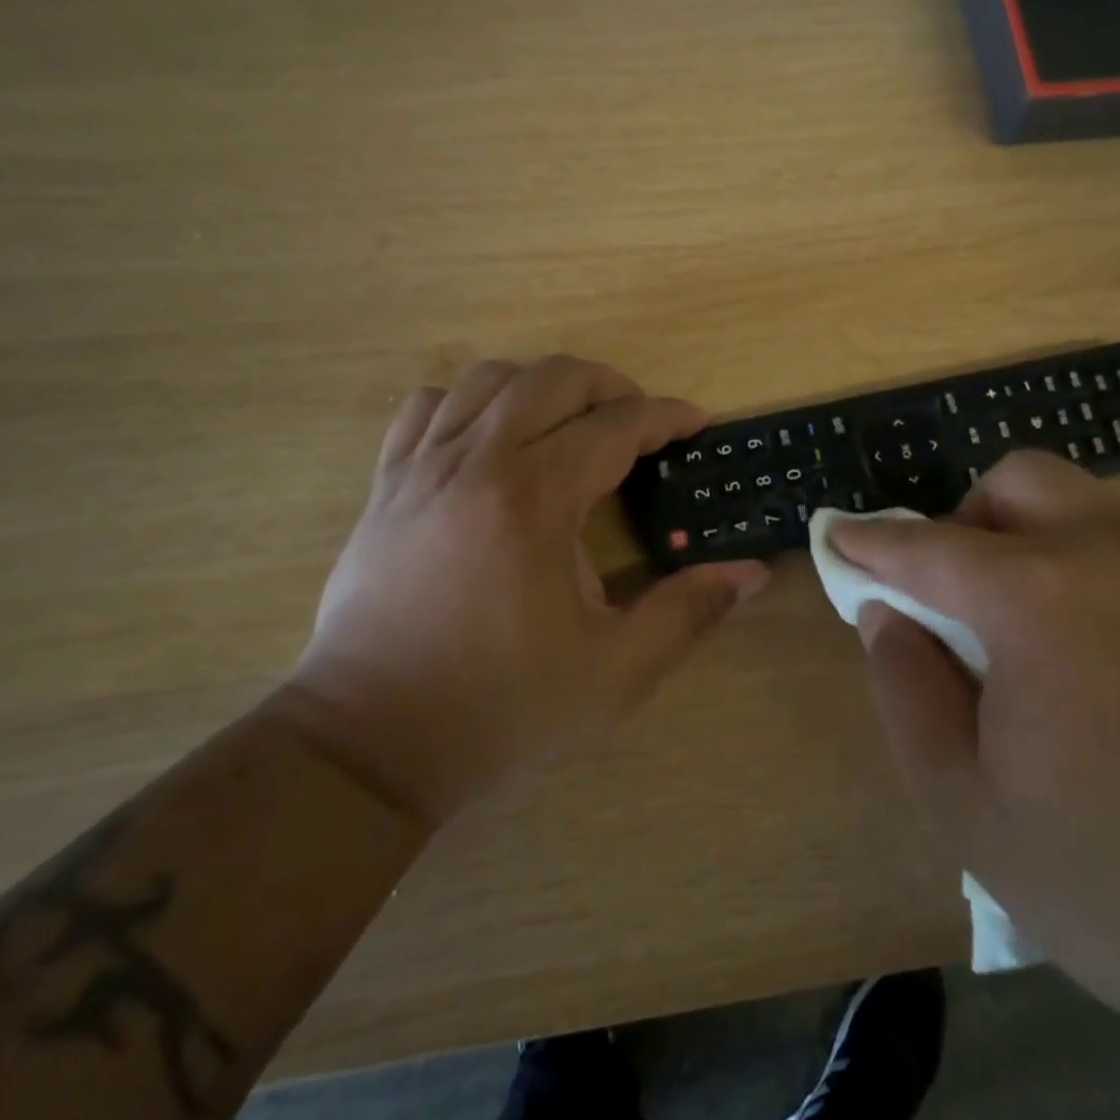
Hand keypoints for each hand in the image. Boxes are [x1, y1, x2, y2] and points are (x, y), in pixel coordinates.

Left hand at [284, 356, 768, 828]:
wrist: (369, 741)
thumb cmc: (499, 706)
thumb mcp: (613, 672)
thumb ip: (687, 613)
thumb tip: (750, 572)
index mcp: (535, 500)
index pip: (616, 426)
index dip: (666, 416)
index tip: (695, 423)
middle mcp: (477, 462)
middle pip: (554, 379)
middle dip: (611, 387)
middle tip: (639, 424)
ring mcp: (422, 466)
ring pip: (489, 378)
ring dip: (542, 386)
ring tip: (569, 424)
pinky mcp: (386, 484)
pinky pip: (427, 406)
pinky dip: (470, 401)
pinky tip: (490, 438)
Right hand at [829, 452, 1119, 1094]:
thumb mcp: (967, 807)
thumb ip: (906, 688)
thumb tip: (887, 613)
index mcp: (1040, 600)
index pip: (927, 545)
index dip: (871, 541)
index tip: (841, 539)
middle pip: (1019, 479)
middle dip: (969, 520)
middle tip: (966, 597)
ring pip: (1096, 508)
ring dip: (1045, 546)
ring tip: (1055, 641)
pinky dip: (1118, 581)